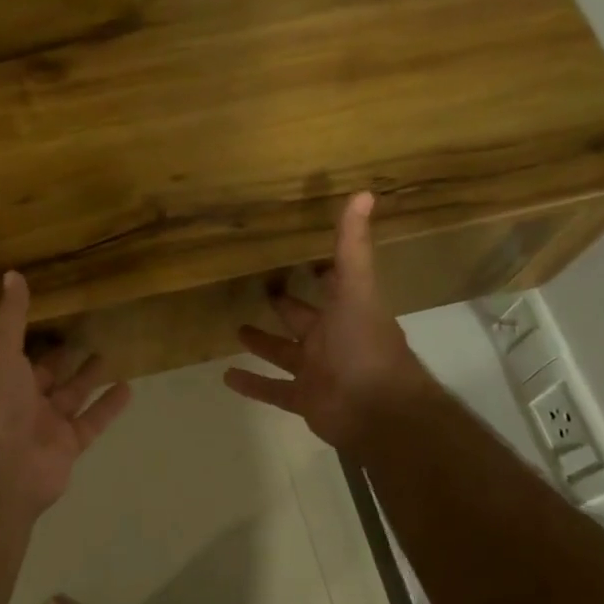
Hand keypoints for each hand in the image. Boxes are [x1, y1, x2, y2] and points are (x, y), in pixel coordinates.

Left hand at [0, 272, 132, 516]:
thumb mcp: (0, 352)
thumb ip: (11, 317)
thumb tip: (13, 274)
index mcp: (2, 378)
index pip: (20, 353)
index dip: (36, 336)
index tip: (55, 314)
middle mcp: (22, 401)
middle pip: (48, 374)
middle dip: (64, 357)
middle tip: (87, 333)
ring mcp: (46, 425)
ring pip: (72, 396)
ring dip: (88, 378)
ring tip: (109, 354)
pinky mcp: (69, 444)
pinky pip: (92, 421)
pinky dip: (109, 406)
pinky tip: (129, 387)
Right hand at [224, 192, 432, 451]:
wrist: (377, 411)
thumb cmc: (365, 345)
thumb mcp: (356, 289)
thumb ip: (353, 246)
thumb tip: (363, 192)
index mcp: (347, 311)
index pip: (331, 284)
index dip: (319, 269)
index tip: (297, 253)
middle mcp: (331, 339)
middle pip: (302, 319)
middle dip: (284, 306)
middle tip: (261, 289)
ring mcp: (316, 371)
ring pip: (283, 354)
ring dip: (262, 344)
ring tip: (235, 329)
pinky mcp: (303, 399)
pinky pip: (272, 390)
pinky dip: (252, 384)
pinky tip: (226, 377)